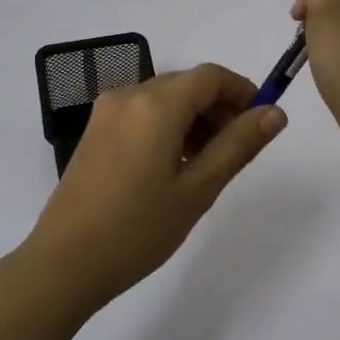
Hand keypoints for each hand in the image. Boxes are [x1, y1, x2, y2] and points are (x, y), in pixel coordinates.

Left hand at [24, 64, 286, 307]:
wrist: (64, 263)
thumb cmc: (138, 229)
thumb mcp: (198, 189)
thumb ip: (238, 145)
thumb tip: (275, 113)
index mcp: (155, 105)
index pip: (210, 76)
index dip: (242, 91)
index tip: (261, 122)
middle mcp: (128, 96)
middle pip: (186, 84)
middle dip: (218, 107)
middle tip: (236, 150)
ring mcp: (106, 112)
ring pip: (163, 98)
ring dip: (193, 118)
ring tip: (206, 164)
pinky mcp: (94, 131)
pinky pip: (141, 112)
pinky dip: (166, 126)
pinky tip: (173, 165)